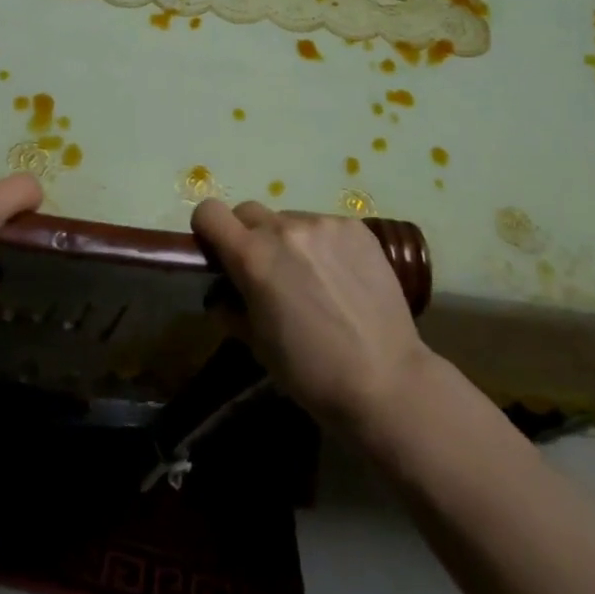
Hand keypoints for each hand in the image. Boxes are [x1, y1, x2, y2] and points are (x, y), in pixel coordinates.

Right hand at [191, 199, 435, 432]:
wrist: (386, 381)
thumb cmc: (311, 372)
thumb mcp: (257, 344)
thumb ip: (231, 307)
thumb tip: (222, 292)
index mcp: (252, 256)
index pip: (209, 212)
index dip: (208, 229)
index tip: (219, 252)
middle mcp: (284, 228)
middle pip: (248, 212)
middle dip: (249, 236)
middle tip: (267, 271)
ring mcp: (323, 224)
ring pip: (289, 219)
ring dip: (289, 241)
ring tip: (313, 279)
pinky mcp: (356, 227)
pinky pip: (325, 226)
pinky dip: (323, 245)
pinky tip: (342, 278)